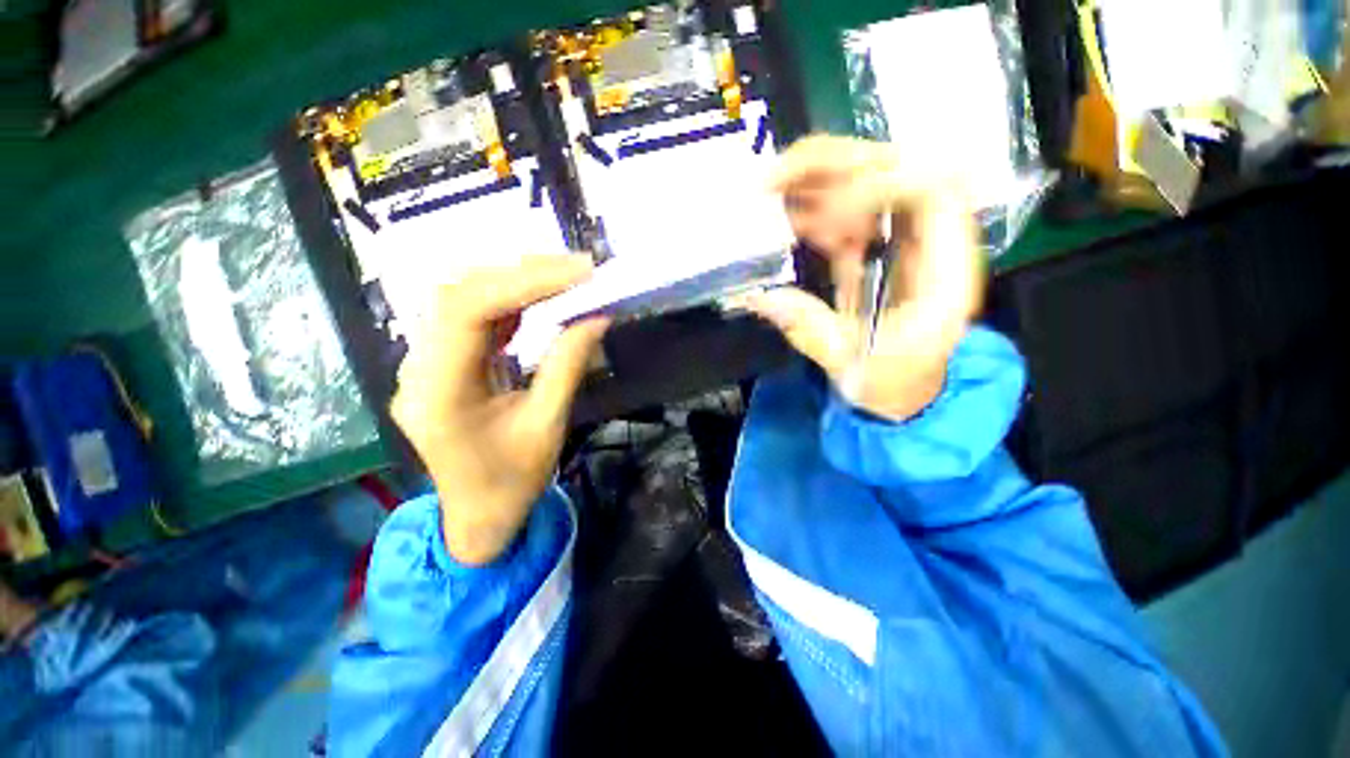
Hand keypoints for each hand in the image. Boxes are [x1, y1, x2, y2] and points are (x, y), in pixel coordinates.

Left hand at [391, 256, 608, 565]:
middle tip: (577, 268)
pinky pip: (469, 318)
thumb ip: (568, 366)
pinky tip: (538, 297)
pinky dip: (507, 300)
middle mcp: (418, 371)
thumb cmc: (512, 481)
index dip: (524, 282)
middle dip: (521, 274)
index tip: (578, 273)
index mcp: (438, 395)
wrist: (478, 515)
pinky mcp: (439, 364)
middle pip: (459, 296)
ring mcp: (423, 365)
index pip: (469, 312)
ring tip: (564, 276)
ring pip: (460, 299)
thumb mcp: (548, 426)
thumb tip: (597, 317)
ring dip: (514, 281)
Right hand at [744, 135, 983, 419]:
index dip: (878, 187)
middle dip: (835, 165)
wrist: (902, 388)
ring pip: (869, 180)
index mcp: (944, 271)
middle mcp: (930, 240)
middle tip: (776, 177)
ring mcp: (902, 238)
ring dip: (817, 178)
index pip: (935, 191)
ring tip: (769, 190)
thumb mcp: (851, 365)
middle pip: (898, 168)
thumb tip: (759, 296)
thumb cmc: (892, 382)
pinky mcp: (877, 246)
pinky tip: (786, 219)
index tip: (823, 218)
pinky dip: (814, 208)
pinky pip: (847, 211)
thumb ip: (809, 329)